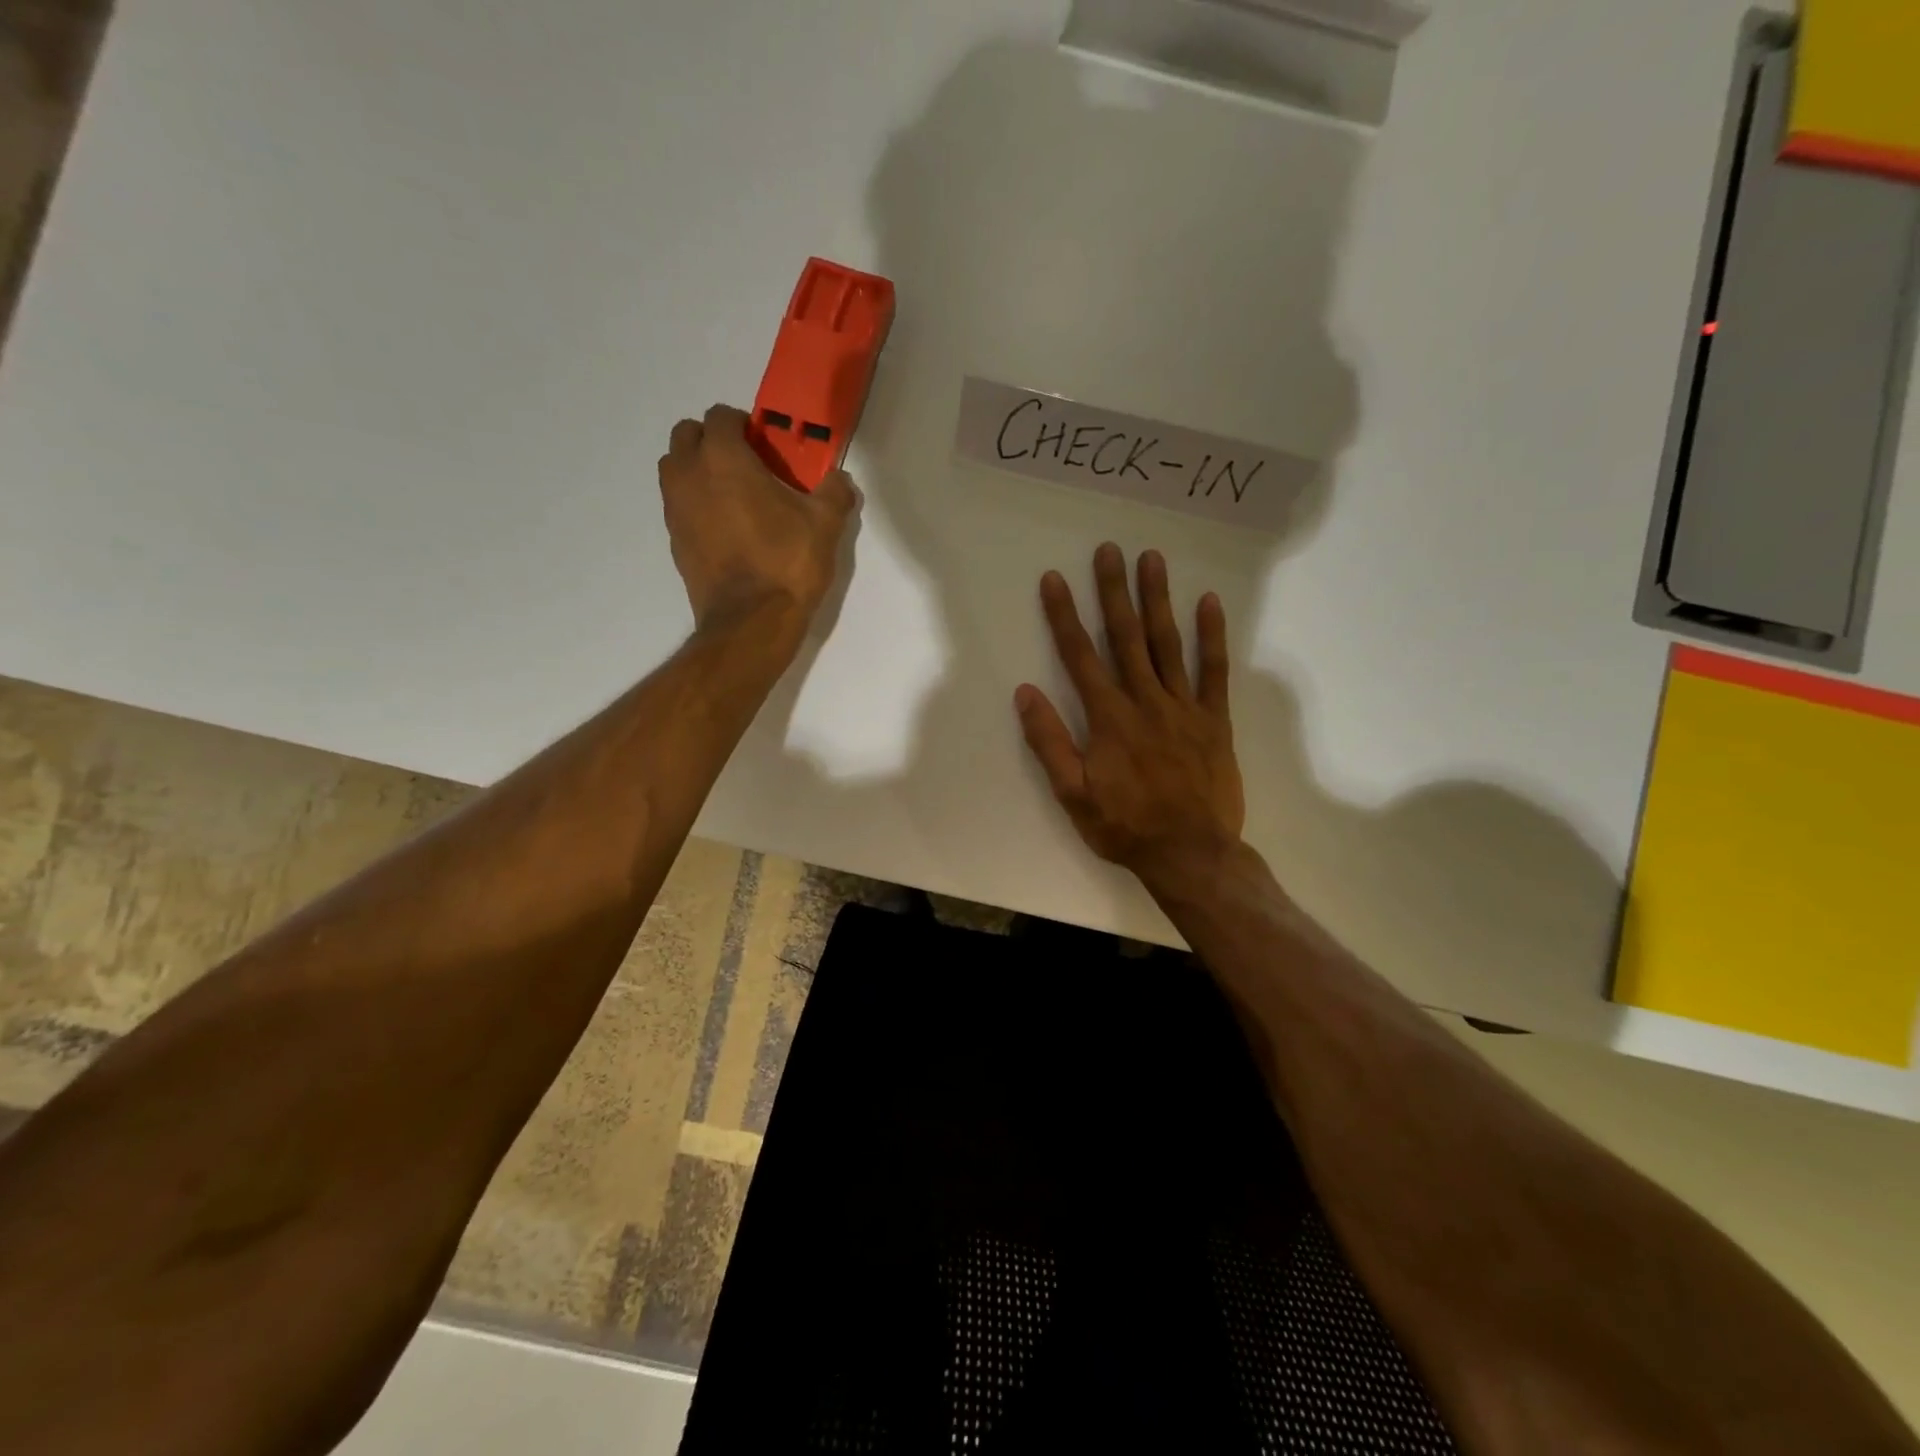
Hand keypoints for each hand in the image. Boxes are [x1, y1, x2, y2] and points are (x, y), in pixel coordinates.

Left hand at [658, 403, 859, 636]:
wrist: (752, 622)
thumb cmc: (788, 563)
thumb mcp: (826, 524)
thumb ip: (834, 491)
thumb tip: (838, 479)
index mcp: (723, 458)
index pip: (720, 416)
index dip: (744, 425)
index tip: (765, 446)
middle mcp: (689, 475)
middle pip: (687, 435)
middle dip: (712, 440)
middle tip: (745, 465)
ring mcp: (676, 509)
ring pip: (675, 469)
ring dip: (698, 469)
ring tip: (732, 495)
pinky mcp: (674, 541)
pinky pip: (679, 505)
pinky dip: (696, 504)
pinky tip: (726, 529)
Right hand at [1016, 543, 1245, 895]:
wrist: (1191, 854)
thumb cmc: (1125, 826)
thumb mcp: (1072, 794)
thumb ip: (1049, 742)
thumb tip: (1025, 692)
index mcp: (1108, 718)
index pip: (1080, 656)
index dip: (1063, 615)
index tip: (1054, 579)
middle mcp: (1145, 701)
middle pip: (1125, 637)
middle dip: (1113, 591)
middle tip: (1109, 549)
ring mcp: (1183, 707)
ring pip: (1167, 644)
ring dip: (1158, 600)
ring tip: (1152, 559)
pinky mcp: (1214, 720)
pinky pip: (1214, 671)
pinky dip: (1212, 636)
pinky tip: (1209, 603)